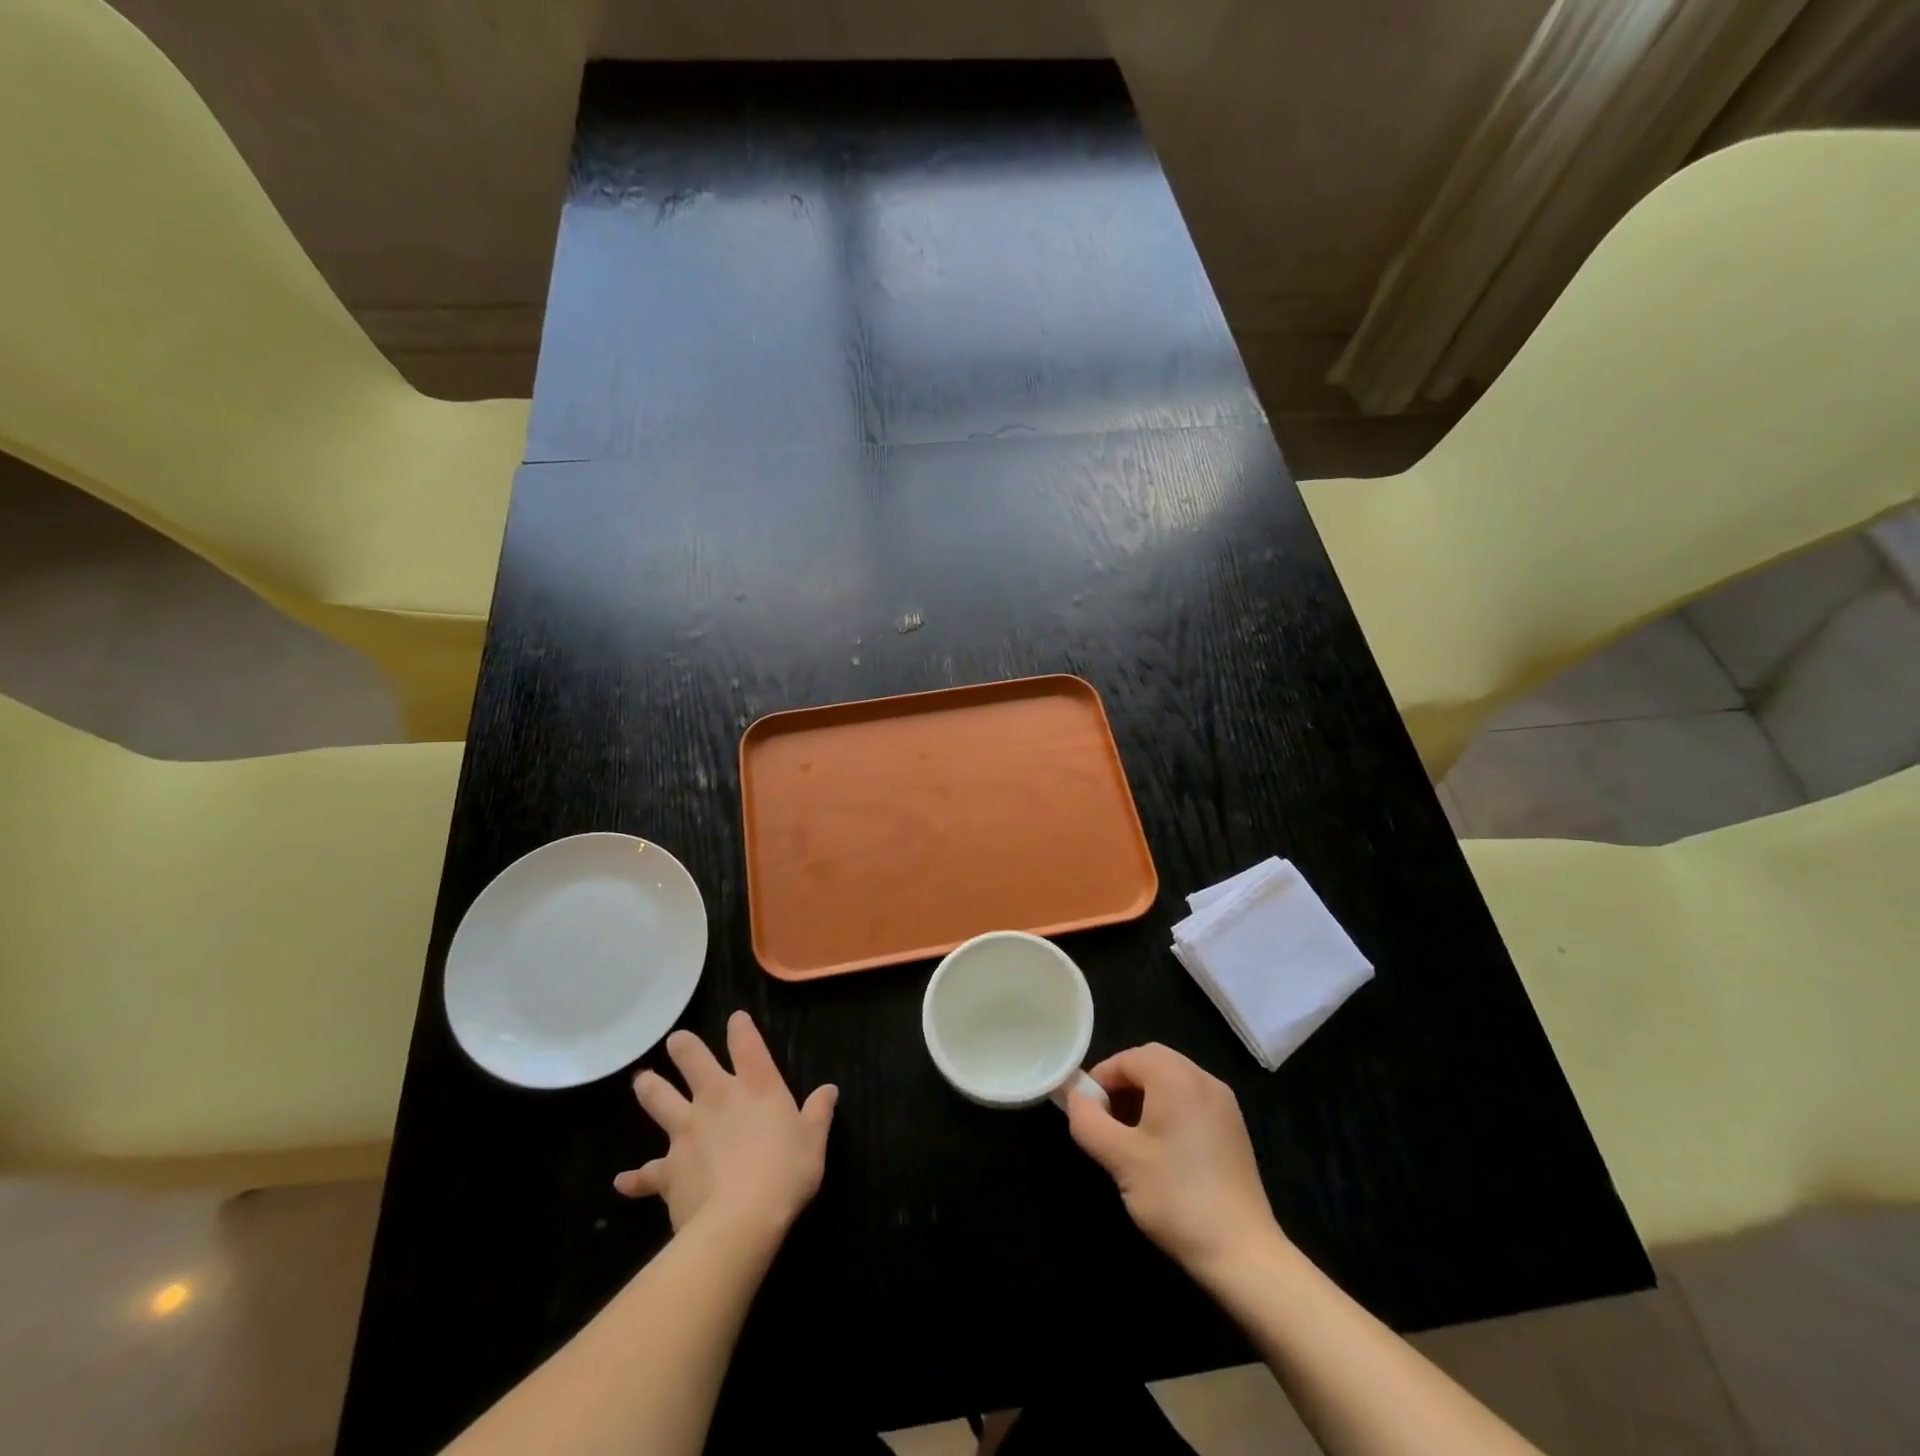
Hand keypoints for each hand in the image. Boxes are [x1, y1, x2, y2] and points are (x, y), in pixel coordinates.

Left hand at [614, 1012, 836, 1242]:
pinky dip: (635, 1178)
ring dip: (649, 1088)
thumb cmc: (785, 1172)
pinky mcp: (668, 1169)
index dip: (740, 1027)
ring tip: (641, 1080)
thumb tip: (829, 1090)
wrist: (740, 1220)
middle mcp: (716, 1098)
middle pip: (692, 1060)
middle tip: (676, 1041)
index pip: (746, 1044)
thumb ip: (819, 1112)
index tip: (735, 1019)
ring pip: (659, 1099)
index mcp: (756, 1086)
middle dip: (684, 1047)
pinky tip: (622, 1181)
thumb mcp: (814, 1140)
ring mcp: (686, 1131)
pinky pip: (646, 1173)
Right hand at [1066, 1043, 1284, 1274]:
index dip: (1101, 1078)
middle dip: (1123, 1084)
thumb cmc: (1176, 1197)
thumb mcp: (1120, 1159)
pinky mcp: (1233, 1129)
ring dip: (1145, 1096)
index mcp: (1177, 1078)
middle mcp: (1204, 1079)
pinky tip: (1161, 1149)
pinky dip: (1169, 1110)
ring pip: (1173, 1080)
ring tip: (1128, 1137)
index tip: (1086, 1111)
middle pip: (1152, 1062)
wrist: (1243, 1253)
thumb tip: (1076, 1098)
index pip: (1128, 1058)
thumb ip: (1088, 1121)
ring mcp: (1224, 1104)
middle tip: (1105, 1119)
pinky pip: (1191, 1100)